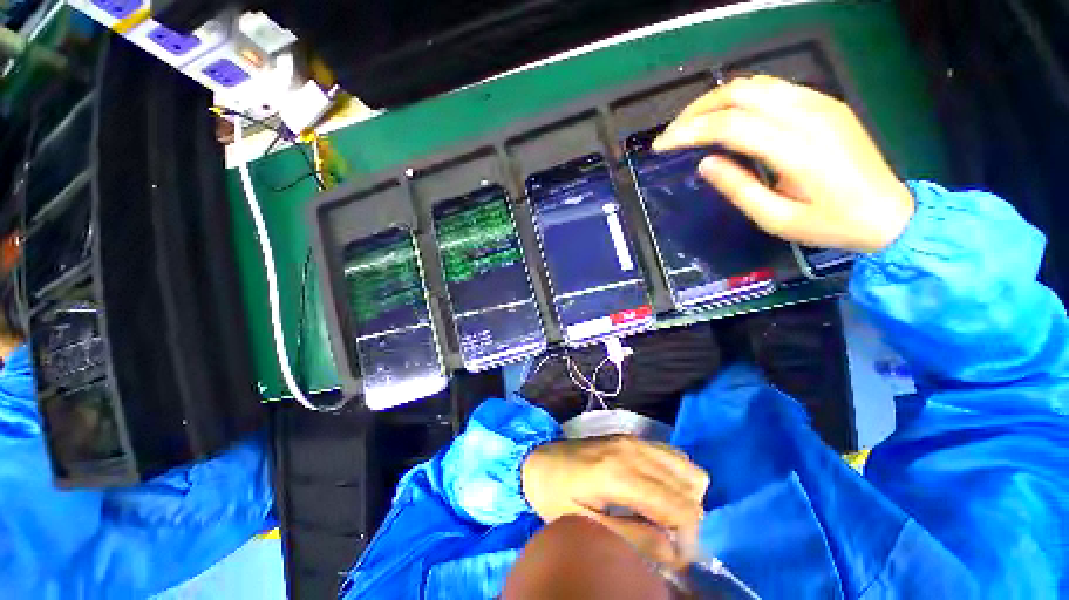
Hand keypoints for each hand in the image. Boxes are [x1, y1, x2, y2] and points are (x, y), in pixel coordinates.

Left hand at [521, 435, 708, 567]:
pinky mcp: (632, 438)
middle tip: (667, 539)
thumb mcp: (585, 525)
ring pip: (687, 468)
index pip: (681, 507)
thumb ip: (632, 538)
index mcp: (620, 474)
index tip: (674, 558)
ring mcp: (634, 439)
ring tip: (663, 517)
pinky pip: (672, 455)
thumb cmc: (555, 494)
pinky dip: (676, 478)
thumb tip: (675, 552)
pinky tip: (657, 493)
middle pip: (690, 487)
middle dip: (688, 521)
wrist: (539, 459)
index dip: (688, 540)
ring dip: (685, 497)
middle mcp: (633, 450)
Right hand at [653, 75, 914, 252]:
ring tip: (692, 125)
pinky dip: (740, 99)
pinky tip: (726, 119)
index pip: (730, 125)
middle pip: (739, 92)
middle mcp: (808, 114)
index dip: (690, 132)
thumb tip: (705, 163)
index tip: (662, 146)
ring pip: (754, 84)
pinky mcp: (824, 102)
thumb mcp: (777, 219)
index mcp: (797, 149)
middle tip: (672, 134)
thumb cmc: (831, 224)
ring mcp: (820, 102)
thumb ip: (739, 189)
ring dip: (716, 100)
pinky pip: (772, 88)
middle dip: (697, 110)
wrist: (890, 213)